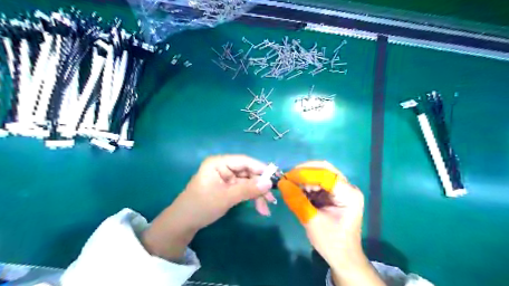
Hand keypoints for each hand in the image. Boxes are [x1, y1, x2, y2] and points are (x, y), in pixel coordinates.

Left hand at [141, 155, 276, 262]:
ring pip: (248, 182)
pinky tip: (260, 208)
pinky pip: (244, 189)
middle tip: (272, 199)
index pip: (244, 161)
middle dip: (260, 186)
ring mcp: (226, 177)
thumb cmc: (201, 206)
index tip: (275, 178)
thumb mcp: (226, 198)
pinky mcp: (228, 187)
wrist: (183, 223)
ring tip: (266, 209)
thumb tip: (269, 183)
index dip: (261, 169)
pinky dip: (252, 198)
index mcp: (219, 163)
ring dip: (258, 194)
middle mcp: (224, 167)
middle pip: (248, 172)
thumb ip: (248, 189)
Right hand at [277, 161, 362, 265]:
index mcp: (348, 194)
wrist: (343, 258)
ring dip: (304, 178)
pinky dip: (307, 185)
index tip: (286, 177)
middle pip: (324, 169)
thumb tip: (281, 183)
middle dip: (304, 172)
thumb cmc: (331, 242)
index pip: (325, 175)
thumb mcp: (311, 221)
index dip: (304, 174)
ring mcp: (342, 189)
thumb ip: (297, 200)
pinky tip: (298, 190)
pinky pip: (319, 182)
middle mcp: (348, 187)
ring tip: (291, 185)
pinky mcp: (335, 194)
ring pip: (320, 174)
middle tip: (287, 177)